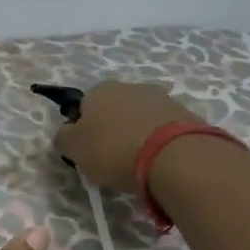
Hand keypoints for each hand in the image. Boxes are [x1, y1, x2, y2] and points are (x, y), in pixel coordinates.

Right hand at [52, 81, 202, 191]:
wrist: (175, 156)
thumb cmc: (114, 150)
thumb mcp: (74, 149)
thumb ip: (63, 138)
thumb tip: (66, 134)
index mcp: (99, 90)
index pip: (83, 107)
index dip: (83, 130)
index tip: (88, 152)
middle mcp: (130, 86)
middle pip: (114, 110)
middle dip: (112, 130)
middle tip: (112, 159)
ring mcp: (162, 98)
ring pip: (140, 118)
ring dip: (137, 134)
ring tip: (139, 163)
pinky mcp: (186, 114)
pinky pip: (164, 129)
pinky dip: (159, 142)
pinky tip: (160, 161)